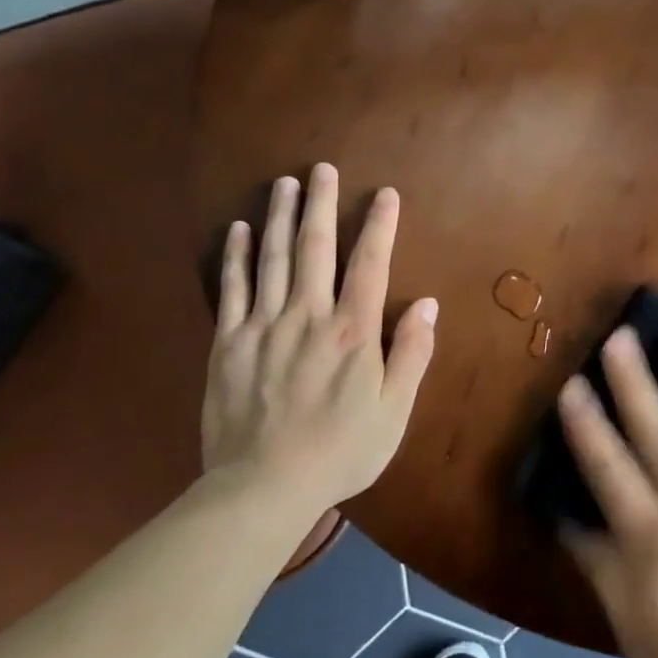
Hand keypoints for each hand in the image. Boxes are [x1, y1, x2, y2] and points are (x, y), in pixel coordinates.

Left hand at [202, 163, 437, 515]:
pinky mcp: (228, 343)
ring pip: (274, 259)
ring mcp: (263, 326)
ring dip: (281, 217)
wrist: (262, 488)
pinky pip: (232, 289)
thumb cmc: (339, 452)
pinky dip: (237, 256)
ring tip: (285, 183)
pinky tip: (239, 230)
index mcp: (352, 333)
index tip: (385, 194)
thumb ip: (411, 355)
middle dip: (322, 205)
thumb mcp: (394, 412)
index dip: (380, 226)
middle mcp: (308, 316)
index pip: (370, 264)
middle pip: (316, 248)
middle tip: (323, 169)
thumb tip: (429, 304)